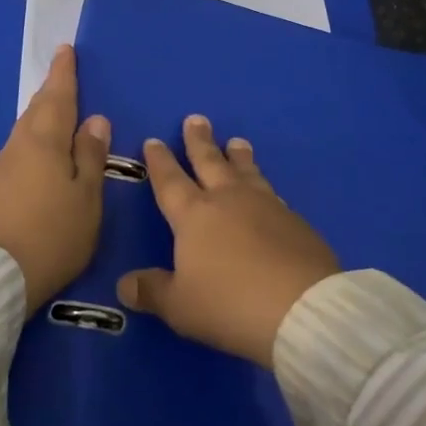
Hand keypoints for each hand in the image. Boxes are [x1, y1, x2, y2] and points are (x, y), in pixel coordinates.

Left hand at [0, 45, 110, 313]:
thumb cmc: (52, 234)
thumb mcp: (86, 197)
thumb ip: (90, 156)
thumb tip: (95, 119)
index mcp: (44, 141)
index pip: (57, 97)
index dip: (63, 74)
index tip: (65, 50)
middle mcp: (17, 148)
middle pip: (35, 112)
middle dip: (50, 93)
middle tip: (61, 78)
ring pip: (23, 134)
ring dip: (39, 120)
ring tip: (54, 116)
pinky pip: (15, 157)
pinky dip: (30, 148)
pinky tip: (36, 162)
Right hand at [116, 116, 339, 368]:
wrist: (301, 307)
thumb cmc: (229, 303)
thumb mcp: (180, 306)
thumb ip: (152, 291)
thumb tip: (125, 285)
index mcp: (194, 215)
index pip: (170, 181)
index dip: (160, 161)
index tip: (153, 140)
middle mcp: (228, 200)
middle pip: (210, 162)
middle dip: (199, 141)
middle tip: (196, 119)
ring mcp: (265, 205)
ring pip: (246, 171)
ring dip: (238, 155)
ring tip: (236, 141)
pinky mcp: (294, 220)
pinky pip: (272, 193)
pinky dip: (263, 185)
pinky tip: (267, 189)